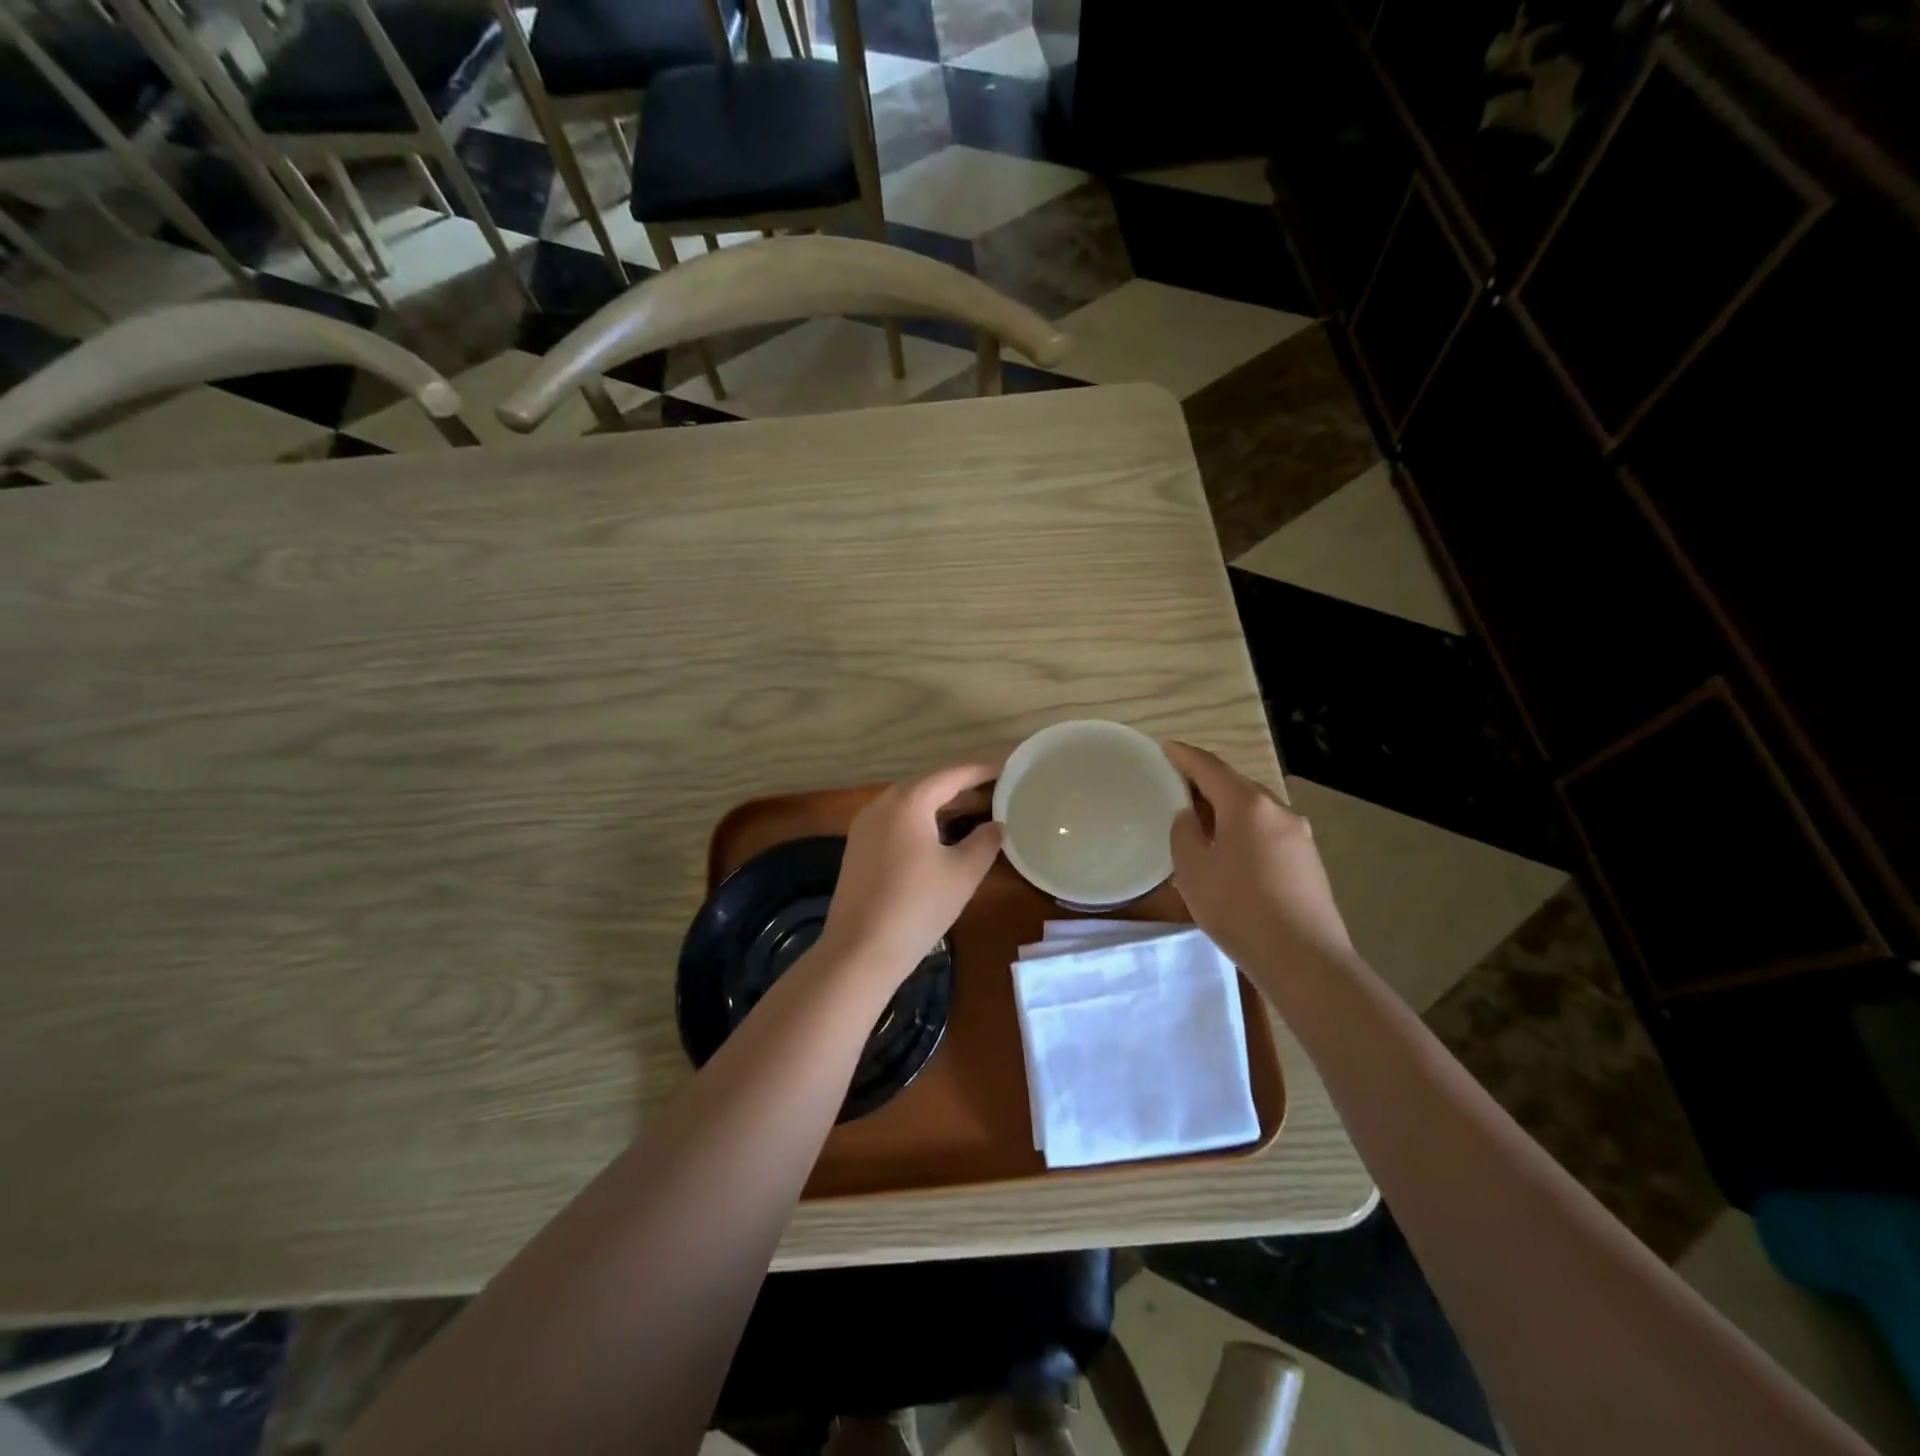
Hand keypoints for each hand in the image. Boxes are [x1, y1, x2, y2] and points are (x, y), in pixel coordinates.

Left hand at [816, 762, 1005, 987]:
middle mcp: (882, 804)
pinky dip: (923, 822)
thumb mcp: (963, 873)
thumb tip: (997, 825)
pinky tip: (943, 838)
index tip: (1009, 769)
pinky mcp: (859, 848)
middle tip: (998, 793)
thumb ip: (985, 841)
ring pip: (912, 804)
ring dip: (943, 806)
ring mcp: (865, 826)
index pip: (952, 774)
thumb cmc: (917, 907)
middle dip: (964, 788)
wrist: (859, 952)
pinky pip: (898, 822)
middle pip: (929, 785)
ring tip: (977, 813)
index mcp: (908, 801)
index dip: (983, 771)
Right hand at [1162, 740, 1353, 972]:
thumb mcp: (1192, 869)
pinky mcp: (1309, 862)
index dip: (1184, 756)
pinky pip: (1267, 834)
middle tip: (1176, 790)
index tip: (1164, 748)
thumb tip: (1191, 818)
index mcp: (1247, 804)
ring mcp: (1299, 836)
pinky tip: (1229, 856)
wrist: (1304, 959)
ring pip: (1253, 811)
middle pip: (1235, 786)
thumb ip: (1184, 833)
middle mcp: (1278, 810)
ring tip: (1200, 826)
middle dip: (1205, 784)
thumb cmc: (1238, 908)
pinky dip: (1243, 833)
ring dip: (1225, 812)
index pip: (1209, 767)